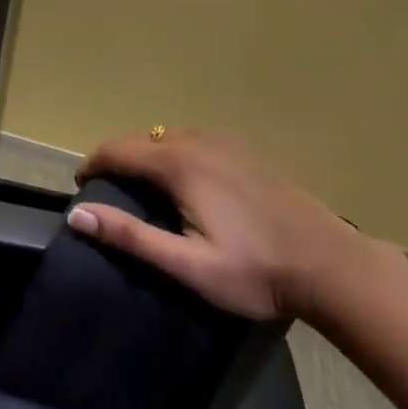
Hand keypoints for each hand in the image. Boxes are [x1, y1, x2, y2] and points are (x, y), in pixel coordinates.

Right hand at [66, 127, 364, 321]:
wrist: (329, 265)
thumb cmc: (255, 271)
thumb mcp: (188, 264)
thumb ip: (131, 237)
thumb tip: (78, 216)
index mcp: (179, 164)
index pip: (117, 150)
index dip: (92, 164)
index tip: (80, 187)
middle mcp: (198, 141)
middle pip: (141, 140)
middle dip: (118, 160)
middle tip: (109, 193)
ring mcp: (225, 141)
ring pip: (168, 138)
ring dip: (147, 156)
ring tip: (141, 189)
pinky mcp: (245, 150)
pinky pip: (194, 140)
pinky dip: (174, 153)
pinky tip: (185, 181)